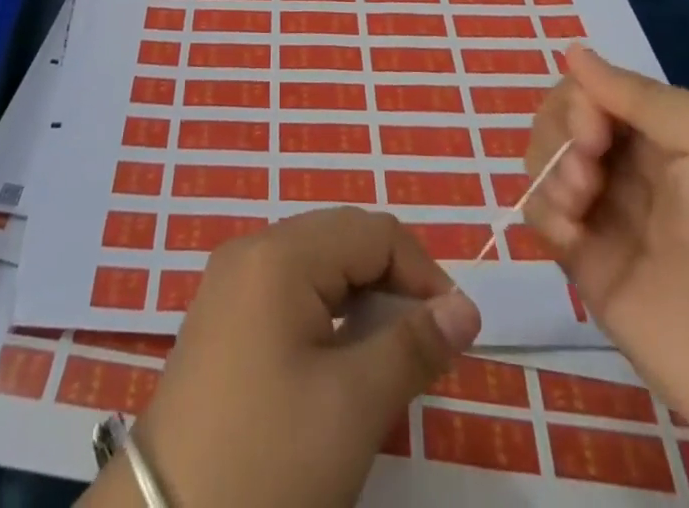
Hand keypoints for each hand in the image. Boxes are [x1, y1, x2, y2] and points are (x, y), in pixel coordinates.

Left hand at [83, 208, 481, 507]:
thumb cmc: (270, 457)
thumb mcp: (352, 405)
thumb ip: (413, 346)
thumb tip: (465, 308)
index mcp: (279, 253)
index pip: (371, 231)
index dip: (423, 272)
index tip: (457, 330)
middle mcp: (252, 249)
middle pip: (342, 237)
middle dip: (393, 278)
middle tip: (427, 341)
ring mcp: (231, 280)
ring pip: (317, 262)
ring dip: (362, 295)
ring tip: (391, 352)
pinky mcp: (223, 315)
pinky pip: (290, 287)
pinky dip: (328, 310)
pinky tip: (342, 355)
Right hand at [523, 45, 688, 485]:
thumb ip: (644, 97)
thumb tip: (574, 51)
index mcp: (673, 137)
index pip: (599, 91)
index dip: (583, 95)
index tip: (594, 125)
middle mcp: (636, 170)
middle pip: (564, 119)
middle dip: (562, 128)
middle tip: (589, 160)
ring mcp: (610, 218)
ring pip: (545, 160)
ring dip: (550, 165)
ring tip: (580, 200)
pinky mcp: (588, 267)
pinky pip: (541, 216)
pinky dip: (544, 210)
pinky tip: (571, 233)